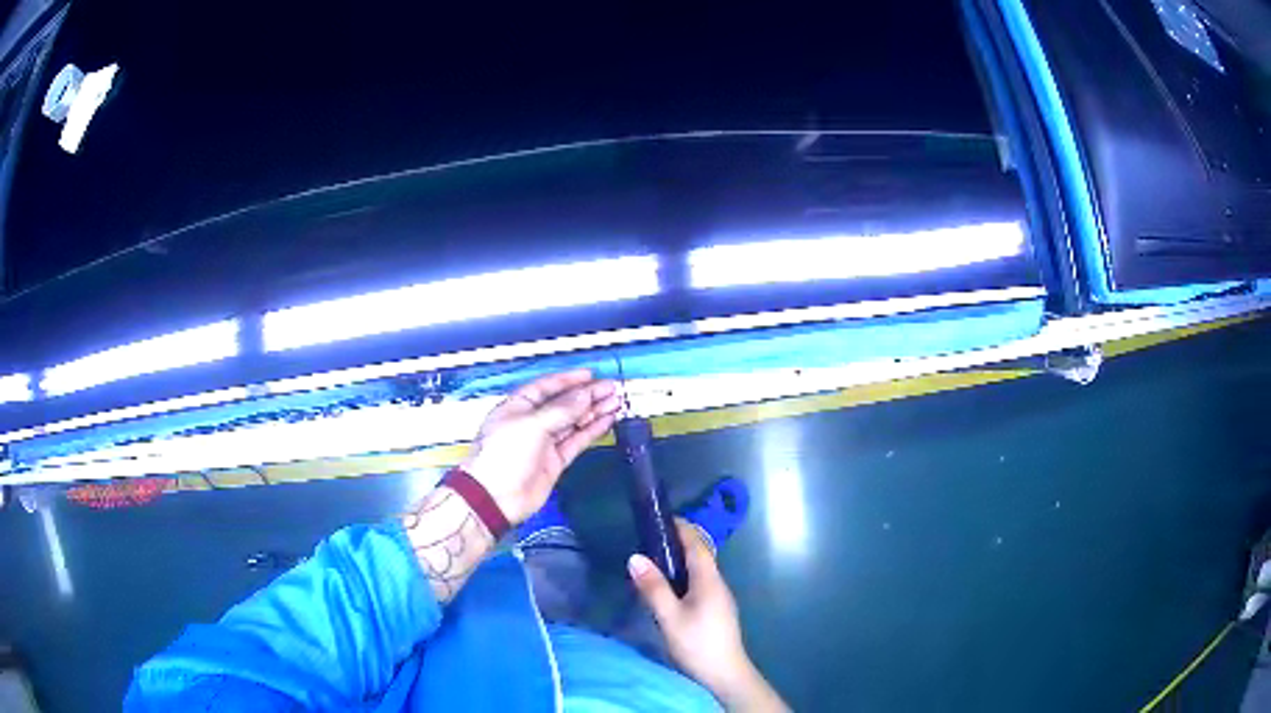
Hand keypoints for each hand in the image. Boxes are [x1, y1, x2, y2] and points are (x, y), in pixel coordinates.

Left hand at [462, 369, 620, 524]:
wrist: (496, 497)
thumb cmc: (500, 457)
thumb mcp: (532, 425)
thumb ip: (561, 410)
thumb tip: (583, 396)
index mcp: (518, 407)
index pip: (547, 387)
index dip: (569, 380)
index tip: (590, 376)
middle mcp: (531, 423)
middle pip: (564, 404)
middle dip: (587, 395)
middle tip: (610, 388)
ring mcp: (544, 442)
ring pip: (573, 422)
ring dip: (593, 412)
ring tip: (614, 402)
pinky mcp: (554, 461)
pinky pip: (576, 441)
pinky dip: (591, 431)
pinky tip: (605, 421)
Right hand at [629, 520, 787, 710]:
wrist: (725, 674)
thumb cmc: (697, 643)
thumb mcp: (670, 617)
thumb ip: (653, 587)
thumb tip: (635, 557)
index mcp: (709, 580)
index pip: (697, 544)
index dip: (681, 528)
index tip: (661, 517)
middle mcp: (718, 583)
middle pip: (700, 554)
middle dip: (678, 542)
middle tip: (650, 537)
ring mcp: (719, 598)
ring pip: (700, 570)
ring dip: (680, 560)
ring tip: (654, 559)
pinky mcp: (716, 610)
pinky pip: (700, 583)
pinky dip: (684, 575)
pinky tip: (669, 587)